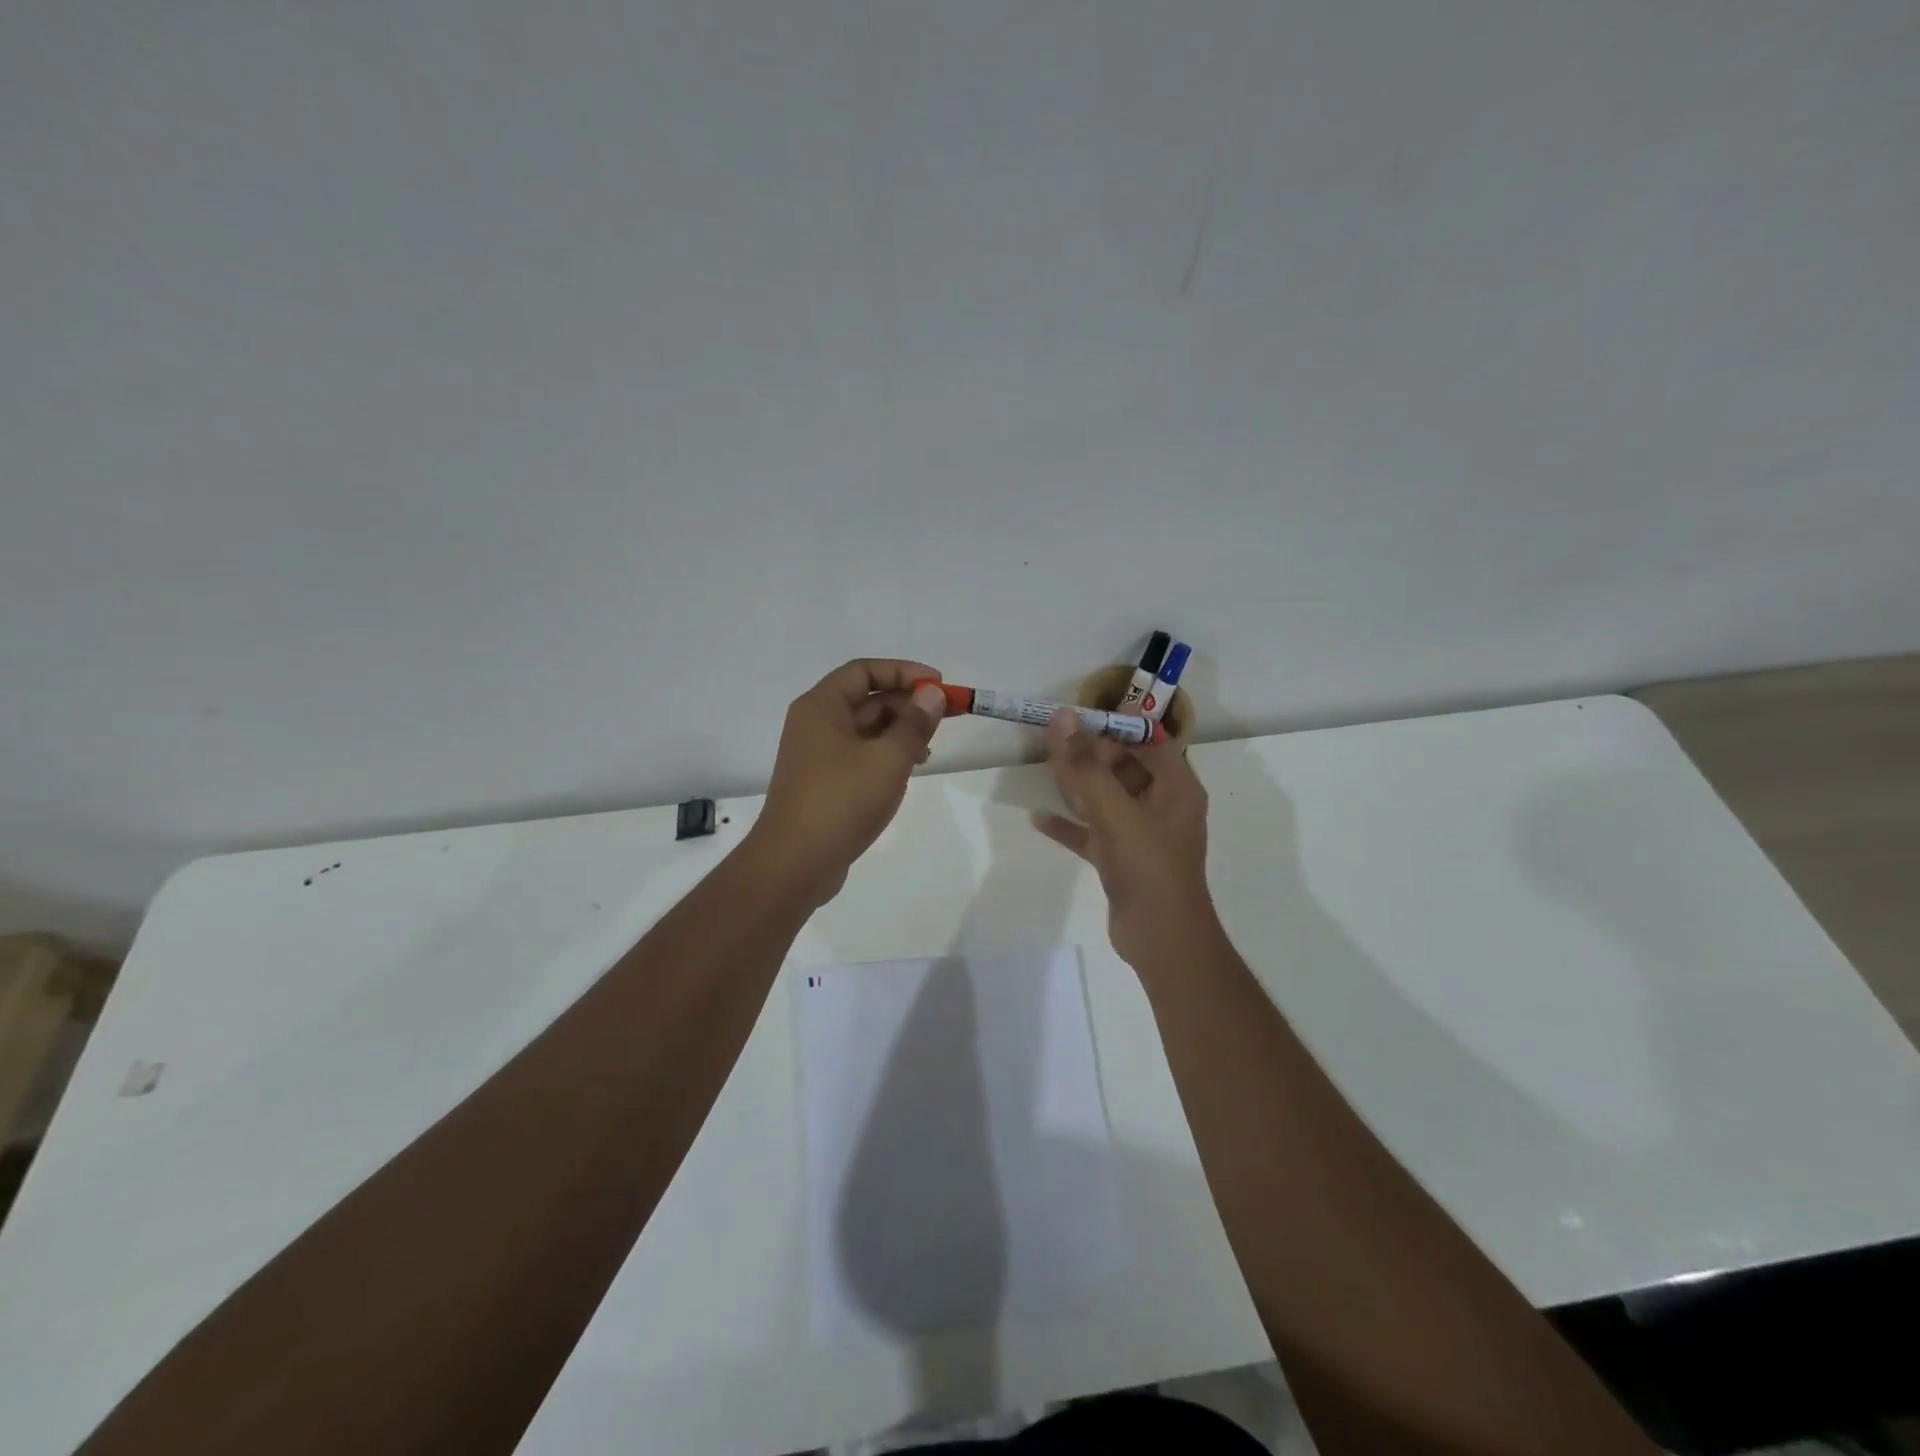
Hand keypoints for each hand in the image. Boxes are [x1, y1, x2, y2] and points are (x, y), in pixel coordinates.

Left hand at [747, 659, 948, 907]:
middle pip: (866, 698)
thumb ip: (914, 724)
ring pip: (866, 729)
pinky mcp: (825, 782)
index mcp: (821, 707)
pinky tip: (910, 769)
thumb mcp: (888, 759)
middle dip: (907, 703)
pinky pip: (860, 754)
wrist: (795, 863)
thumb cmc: (841, 801)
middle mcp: (816, 724)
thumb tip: (932, 694)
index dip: (903, 671)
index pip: (864, 670)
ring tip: (930, 748)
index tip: (938, 684)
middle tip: (946, 715)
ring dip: (900, 731)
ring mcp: (818, 755)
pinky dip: (887, 754)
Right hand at [1034, 710, 1217, 969]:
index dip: (1114, 727)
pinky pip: (1093, 832)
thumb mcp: (1115, 811)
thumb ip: (1086, 765)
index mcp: (1176, 787)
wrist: (1161, 938)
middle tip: (1053, 742)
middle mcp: (1162, 805)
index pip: (1147, 741)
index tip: (1078, 718)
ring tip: (1045, 767)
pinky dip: (1070, 824)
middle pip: (1124, 767)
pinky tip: (1039, 818)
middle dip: (1090, 754)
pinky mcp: (1122, 859)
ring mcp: (1141, 834)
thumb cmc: (1148, 866)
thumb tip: (1063, 718)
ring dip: (1078, 785)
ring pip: (1106, 798)